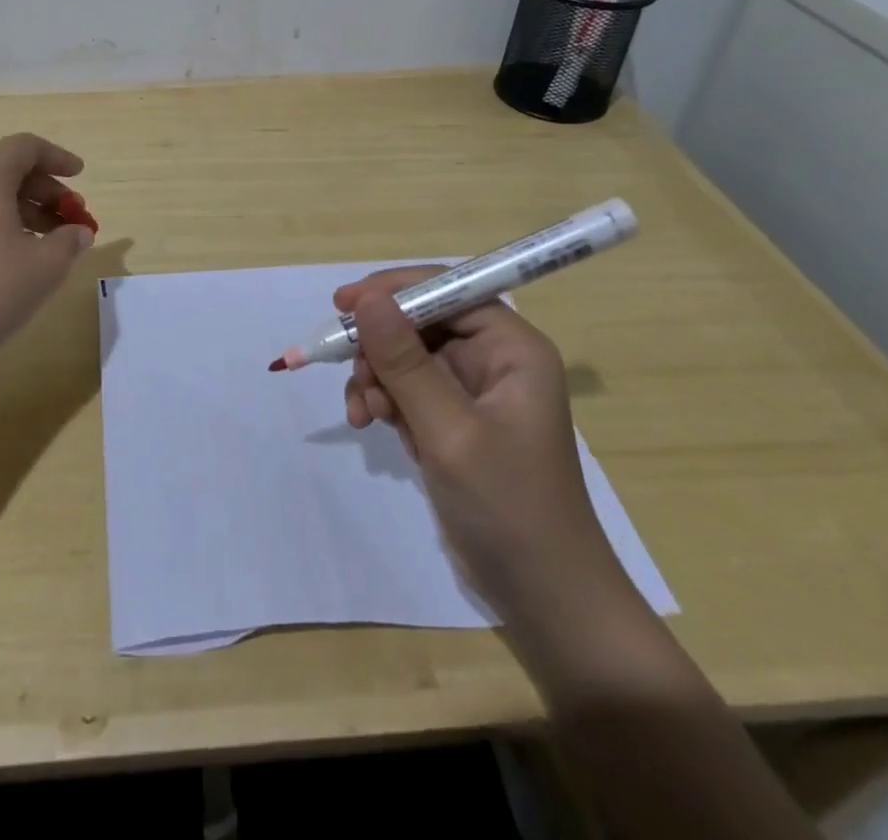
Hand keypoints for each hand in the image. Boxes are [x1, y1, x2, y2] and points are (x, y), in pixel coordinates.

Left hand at [0, 133, 95, 373]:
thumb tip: (79, 233)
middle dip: (47, 189)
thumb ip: (70, 240)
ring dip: (27, 208)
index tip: (81, 176)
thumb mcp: (46, 264)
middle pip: (8, 168)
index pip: (24, 147)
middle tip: (74, 216)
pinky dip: (4, 221)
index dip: (58, 157)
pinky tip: (23, 254)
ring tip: (55, 240)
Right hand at [338, 269, 619, 616]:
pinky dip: (383, 400)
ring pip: (406, 356)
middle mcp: (494, 359)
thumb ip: (404, 362)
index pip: (448, 290)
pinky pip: (407, 389)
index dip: (395, 290)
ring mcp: (472, 391)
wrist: (544, 598)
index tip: (343, 305)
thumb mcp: (448, 431)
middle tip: (352, 373)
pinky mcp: (454, 420)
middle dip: (380, 346)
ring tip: (363, 413)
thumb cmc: (508, 507)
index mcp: (512, 349)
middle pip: (421, 322)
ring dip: (376, 377)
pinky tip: (371, 424)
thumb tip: (367, 299)